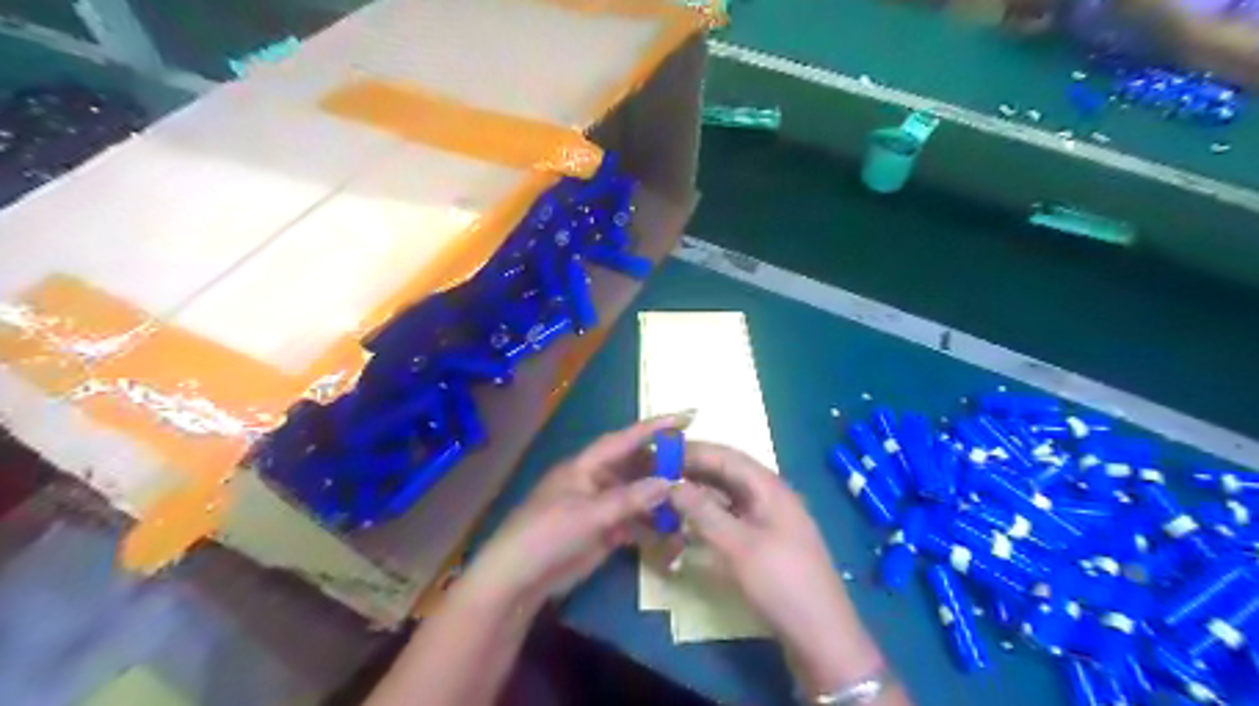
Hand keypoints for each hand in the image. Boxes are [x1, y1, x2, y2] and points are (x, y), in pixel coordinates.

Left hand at [466, 415, 691, 605]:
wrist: (519, 579)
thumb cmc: (547, 534)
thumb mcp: (589, 514)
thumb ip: (630, 498)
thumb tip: (669, 482)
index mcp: (585, 466)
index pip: (624, 440)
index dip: (653, 428)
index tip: (684, 417)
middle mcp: (595, 481)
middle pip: (635, 466)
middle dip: (663, 465)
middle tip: (697, 465)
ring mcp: (600, 507)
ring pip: (637, 495)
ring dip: (660, 498)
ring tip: (691, 499)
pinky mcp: (603, 532)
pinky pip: (634, 521)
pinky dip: (652, 524)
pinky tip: (674, 530)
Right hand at [669, 445, 882, 698]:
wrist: (822, 636)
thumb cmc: (780, 583)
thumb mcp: (737, 546)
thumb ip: (702, 511)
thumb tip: (670, 483)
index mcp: (769, 487)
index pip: (726, 455)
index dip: (693, 451)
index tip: (659, 452)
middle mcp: (770, 495)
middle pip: (728, 472)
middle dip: (694, 470)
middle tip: (657, 474)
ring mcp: (770, 519)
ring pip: (729, 495)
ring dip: (700, 493)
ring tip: (668, 495)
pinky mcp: (767, 541)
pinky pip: (734, 516)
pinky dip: (711, 514)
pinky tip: (690, 522)